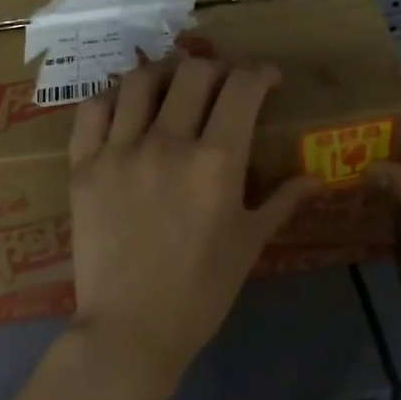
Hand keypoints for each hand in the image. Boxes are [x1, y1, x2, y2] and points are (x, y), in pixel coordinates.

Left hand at [65, 58, 319, 396]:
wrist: (131, 330)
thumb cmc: (201, 290)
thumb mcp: (250, 243)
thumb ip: (283, 201)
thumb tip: (316, 177)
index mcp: (217, 161)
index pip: (243, 87)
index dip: (261, 73)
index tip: (269, 81)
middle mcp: (168, 143)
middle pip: (194, 72)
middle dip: (219, 68)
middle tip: (224, 86)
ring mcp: (120, 151)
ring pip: (141, 80)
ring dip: (166, 75)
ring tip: (174, 90)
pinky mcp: (83, 166)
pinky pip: (93, 110)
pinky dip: (114, 98)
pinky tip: (127, 109)